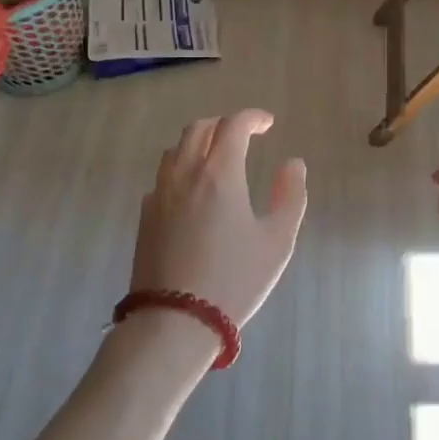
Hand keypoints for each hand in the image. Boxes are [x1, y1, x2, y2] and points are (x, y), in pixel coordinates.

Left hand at [131, 111, 308, 329]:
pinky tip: (192, 192)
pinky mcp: (145, 216)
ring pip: (175, 150)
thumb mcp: (277, 241)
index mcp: (220, 173)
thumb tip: (293, 164)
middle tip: (243, 136)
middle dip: (224, 125)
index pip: (233, 125)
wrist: (175, 321)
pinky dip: (180, 170)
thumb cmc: (234, 280)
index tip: (268, 124)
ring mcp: (160, 194)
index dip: (253, 118)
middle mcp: (185, 173)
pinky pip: (162, 177)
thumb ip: (290, 196)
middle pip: (199, 129)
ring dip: (198, 143)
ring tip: (216, 159)